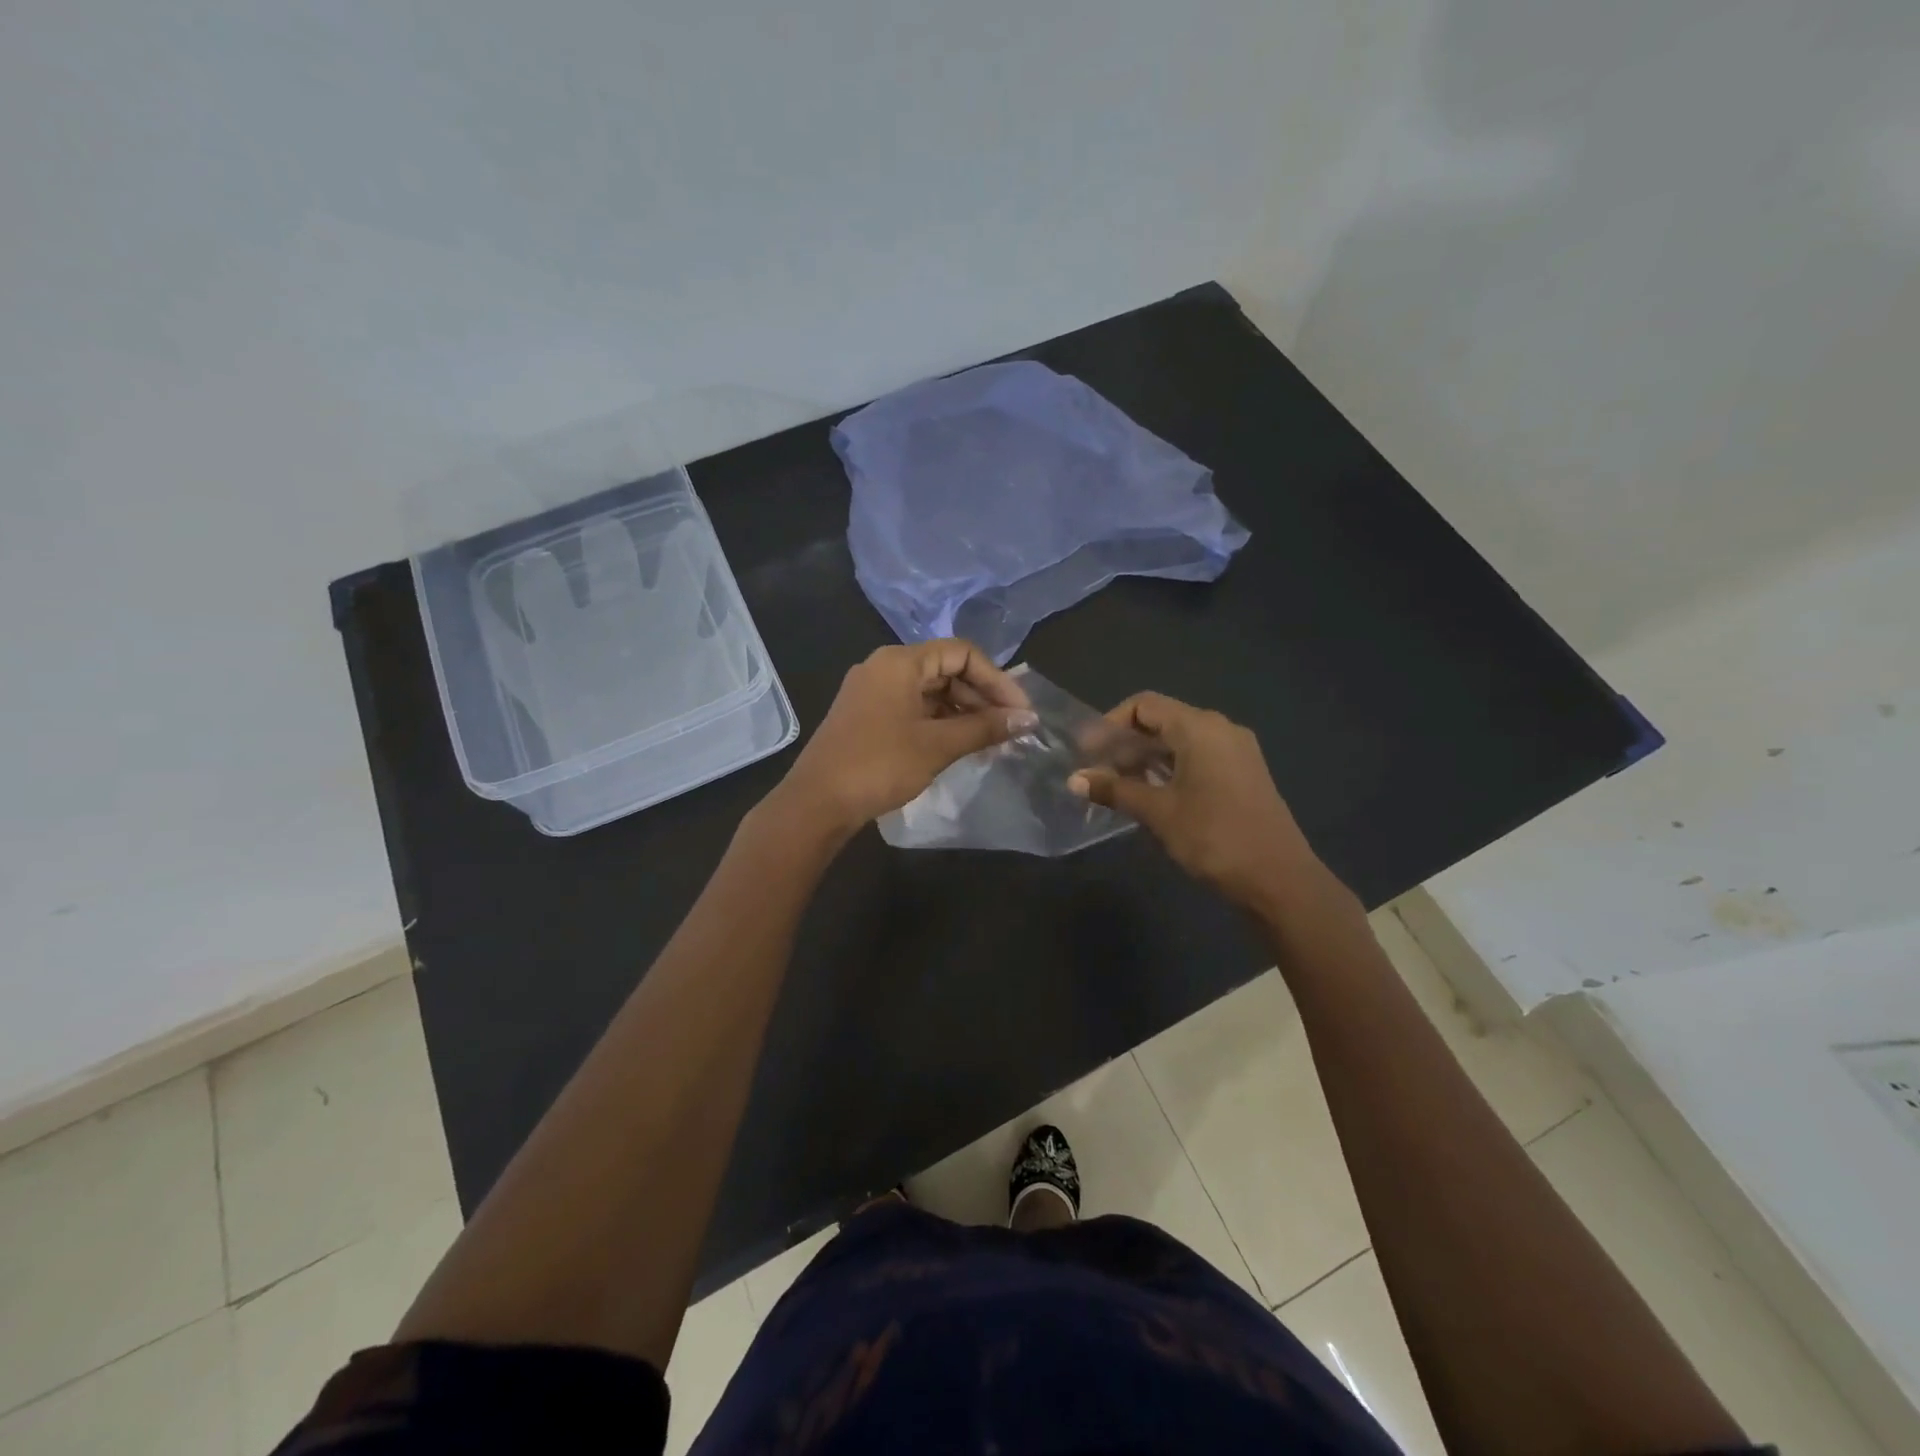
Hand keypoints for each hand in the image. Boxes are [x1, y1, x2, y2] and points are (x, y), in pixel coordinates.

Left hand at [774, 639, 1034, 835]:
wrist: (817, 802)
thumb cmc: (879, 765)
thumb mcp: (937, 745)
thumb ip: (984, 728)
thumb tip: (1028, 719)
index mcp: (900, 662)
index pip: (962, 653)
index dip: (997, 680)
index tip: (1020, 711)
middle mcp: (885, 667)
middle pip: (946, 670)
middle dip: (982, 697)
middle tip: (1011, 728)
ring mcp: (873, 692)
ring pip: (930, 691)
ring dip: (963, 712)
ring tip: (991, 740)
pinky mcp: (867, 716)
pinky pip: (913, 708)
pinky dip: (940, 722)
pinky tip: (961, 745)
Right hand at [1069, 692, 1322, 912]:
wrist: (1279, 879)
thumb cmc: (1213, 837)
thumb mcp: (1158, 813)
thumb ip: (1115, 790)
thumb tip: (1074, 780)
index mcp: (1200, 727)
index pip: (1144, 705)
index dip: (1110, 724)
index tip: (1087, 752)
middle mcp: (1220, 728)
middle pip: (1162, 720)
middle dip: (1126, 743)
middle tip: (1097, 771)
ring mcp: (1236, 751)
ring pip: (1180, 741)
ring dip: (1146, 758)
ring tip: (1118, 786)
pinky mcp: (1243, 773)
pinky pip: (1198, 757)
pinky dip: (1170, 768)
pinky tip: (1152, 794)